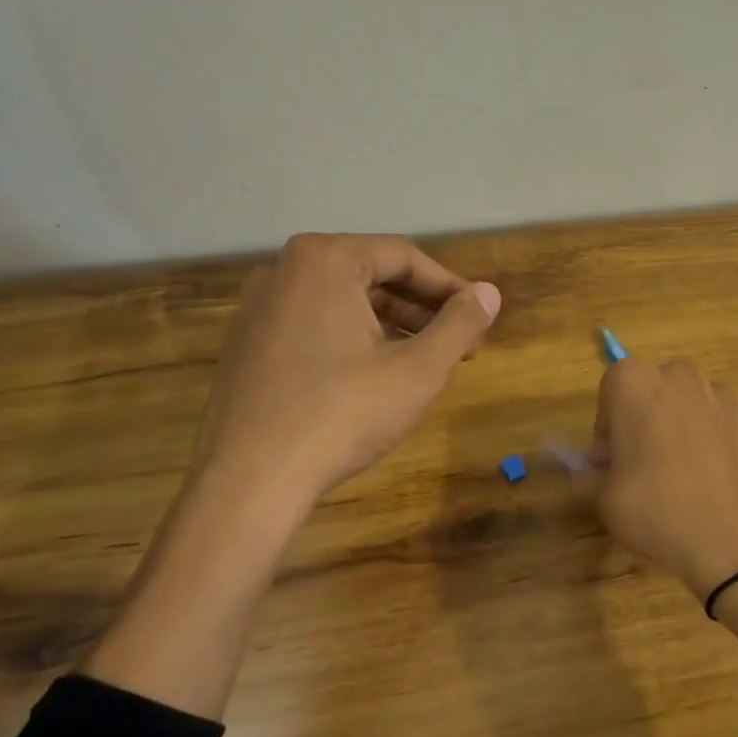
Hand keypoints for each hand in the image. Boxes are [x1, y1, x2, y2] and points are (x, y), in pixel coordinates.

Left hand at [195, 233, 500, 501]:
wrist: (250, 479)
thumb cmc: (342, 414)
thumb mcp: (418, 370)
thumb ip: (460, 325)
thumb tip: (490, 293)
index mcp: (324, 260)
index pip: (403, 257)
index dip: (450, 288)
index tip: (479, 320)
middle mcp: (283, 270)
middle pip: (371, 275)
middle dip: (422, 309)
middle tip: (459, 346)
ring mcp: (258, 307)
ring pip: (342, 302)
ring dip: (391, 326)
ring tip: (424, 363)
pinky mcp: (247, 343)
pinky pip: (313, 325)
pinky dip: (352, 339)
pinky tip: (373, 378)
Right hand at [588, 359, 737, 600]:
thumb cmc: (659, 513)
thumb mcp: (604, 502)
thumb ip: (589, 477)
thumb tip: (591, 472)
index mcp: (636, 384)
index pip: (610, 391)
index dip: (607, 429)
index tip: (611, 464)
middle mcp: (683, 377)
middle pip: (656, 392)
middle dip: (648, 422)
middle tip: (645, 470)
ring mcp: (729, 398)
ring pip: (696, 408)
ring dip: (687, 433)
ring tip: (690, 483)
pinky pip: (732, 430)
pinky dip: (725, 449)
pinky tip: (724, 487)